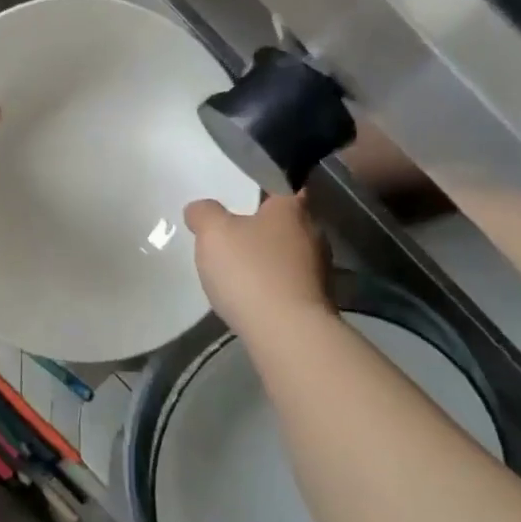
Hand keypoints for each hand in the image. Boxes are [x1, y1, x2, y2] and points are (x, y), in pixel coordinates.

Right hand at [185, 193, 329, 333]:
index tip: (243, 199)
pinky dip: (273, 286)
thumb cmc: (251, 271)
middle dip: (263, 228)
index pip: (282, 187)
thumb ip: (204, 214)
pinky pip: (290, 284)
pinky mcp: (318, 302)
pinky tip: (252, 297)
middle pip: (286, 223)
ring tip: (240, 270)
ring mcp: (320, 270)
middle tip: (234, 235)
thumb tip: (200, 209)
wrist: (288, 334)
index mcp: (291, 209)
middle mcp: (313, 234)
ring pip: (289, 255)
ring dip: (269, 260)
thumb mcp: (213, 233)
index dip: (263, 190)